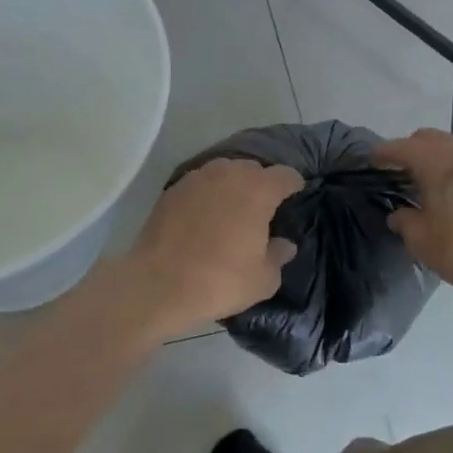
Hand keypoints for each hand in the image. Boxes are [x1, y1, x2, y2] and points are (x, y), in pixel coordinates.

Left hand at [113, 159, 302, 340]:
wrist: (158, 284)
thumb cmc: (220, 281)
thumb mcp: (263, 280)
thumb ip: (279, 256)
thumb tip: (284, 244)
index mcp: (258, 189)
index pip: (286, 175)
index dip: (293, 185)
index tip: (294, 197)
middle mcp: (229, 173)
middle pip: (254, 169)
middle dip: (261, 184)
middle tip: (261, 209)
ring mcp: (197, 177)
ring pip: (224, 172)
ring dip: (232, 186)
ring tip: (231, 210)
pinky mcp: (172, 188)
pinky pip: (199, 184)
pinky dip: (207, 195)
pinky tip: (203, 216)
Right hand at [372, 129, 452, 298]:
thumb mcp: (422, 242)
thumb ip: (405, 222)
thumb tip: (399, 214)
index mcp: (437, 162)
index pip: (401, 147)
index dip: (383, 152)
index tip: (371, 158)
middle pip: (428, 138)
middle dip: (409, 148)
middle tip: (397, 168)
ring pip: (452, 145)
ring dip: (435, 155)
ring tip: (425, 178)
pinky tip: (452, 188)